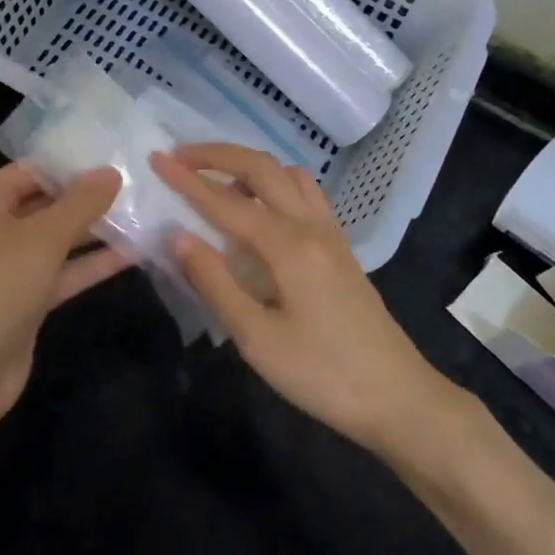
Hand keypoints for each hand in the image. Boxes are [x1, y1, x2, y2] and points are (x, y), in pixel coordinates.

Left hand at [0, 163, 128, 428]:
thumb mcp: (43, 236)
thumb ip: (81, 202)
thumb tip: (111, 172)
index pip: (32, 170)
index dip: (73, 165)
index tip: (118, 158)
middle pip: (45, 203)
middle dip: (89, 197)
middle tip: (138, 184)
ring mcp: (7, 267)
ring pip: (57, 239)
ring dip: (96, 230)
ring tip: (144, 214)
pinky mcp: (25, 299)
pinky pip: (62, 271)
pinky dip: (92, 263)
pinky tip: (134, 253)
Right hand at [151, 144, 449, 453]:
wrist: (398, 397)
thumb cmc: (322, 375)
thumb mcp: (257, 339)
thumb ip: (215, 283)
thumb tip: (178, 236)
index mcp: (289, 245)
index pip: (227, 202)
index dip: (188, 180)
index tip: (156, 160)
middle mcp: (311, 226)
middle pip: (263, 168)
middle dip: (219, 156)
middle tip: (181, 157)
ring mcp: (331, 234)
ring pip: (289, 175)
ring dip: (250, 166)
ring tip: (218, 183)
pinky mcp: (340, 248)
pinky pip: (306, 194)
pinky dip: (275, 184)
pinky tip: (261, 210)